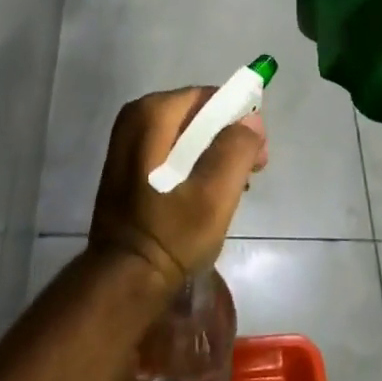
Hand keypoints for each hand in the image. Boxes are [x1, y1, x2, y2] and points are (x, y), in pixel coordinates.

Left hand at [89, 88, 268, 294]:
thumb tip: (251, 120)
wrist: (124, 282)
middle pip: (197, 115)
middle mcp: (134, 118)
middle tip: (249, 175)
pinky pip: (171, 151)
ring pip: (186, 135)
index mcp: (151, 114)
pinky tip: (205, 196)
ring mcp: (127, 142)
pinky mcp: (127, 166)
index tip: (257, 155)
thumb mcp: (215, 194)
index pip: (209, 98)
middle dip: (228, 139)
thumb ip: (237, 148)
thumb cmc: (170, 235)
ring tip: (231, 190)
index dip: (239, 120)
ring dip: (213, 156)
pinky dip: (192, 166)